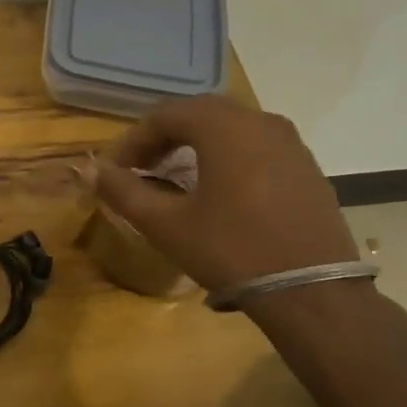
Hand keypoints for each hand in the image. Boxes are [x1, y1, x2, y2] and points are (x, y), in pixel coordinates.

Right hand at [92, 97, 357, 294]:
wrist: (312, 293)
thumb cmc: (231, 251)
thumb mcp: (167, 225)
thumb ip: (125, 192)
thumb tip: (94, 171)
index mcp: (223, 127)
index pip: (165, 115)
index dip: (134, 140)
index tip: (117, 170)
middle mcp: (259, 121)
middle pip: (199, 113)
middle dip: (165, 137)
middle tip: (143, 168)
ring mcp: (290, 142)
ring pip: (231, 127)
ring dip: (197, 144)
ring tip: (178, 177)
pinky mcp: (307, 166)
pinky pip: (258, 145)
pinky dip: (229, 155)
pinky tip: (221, 189)